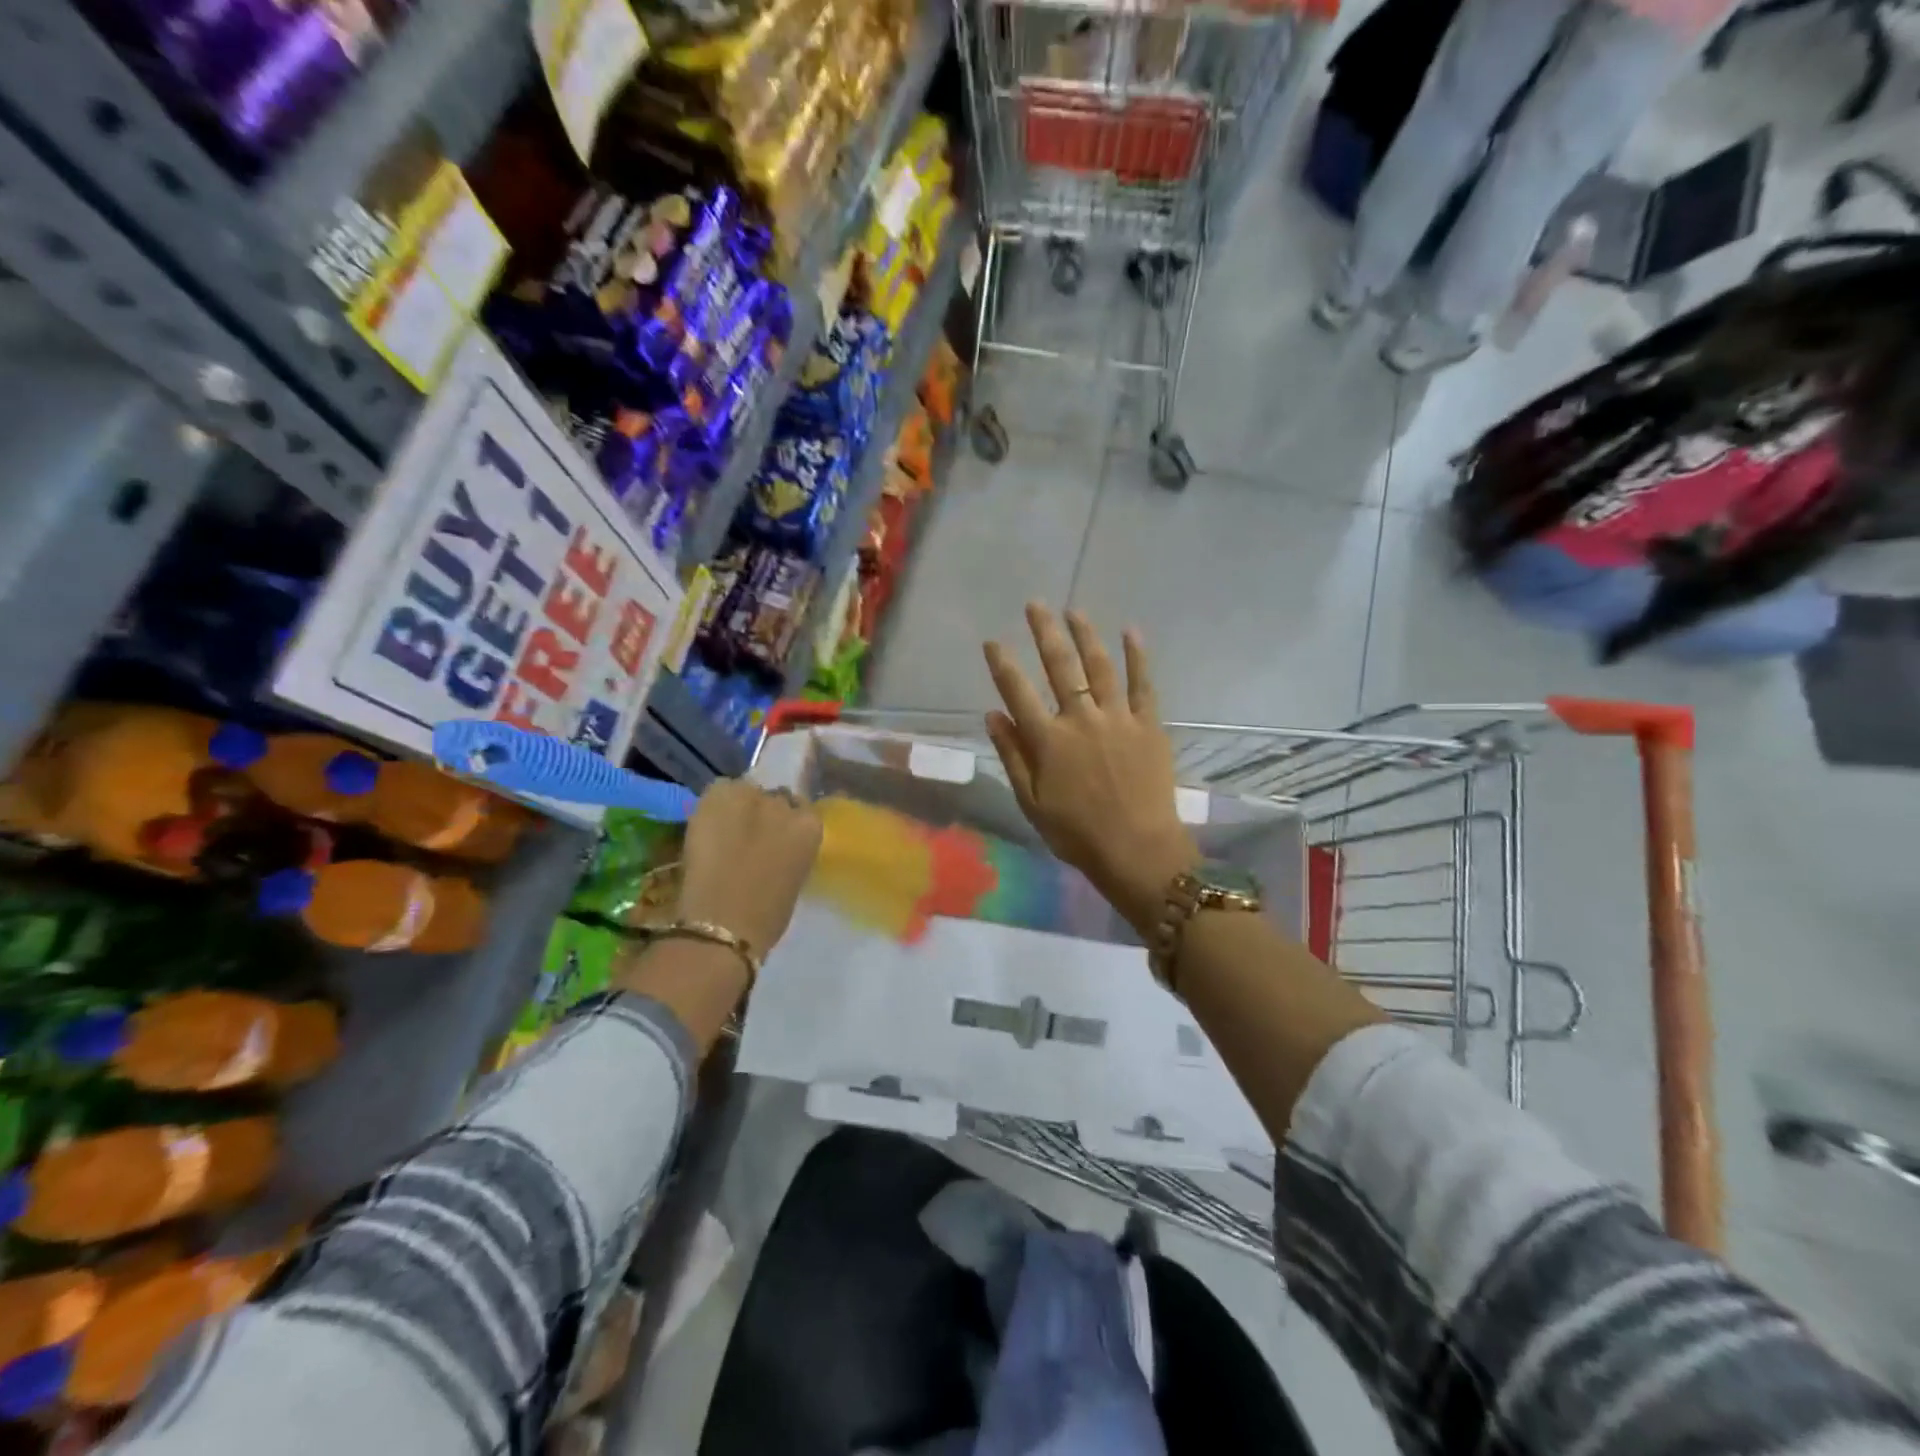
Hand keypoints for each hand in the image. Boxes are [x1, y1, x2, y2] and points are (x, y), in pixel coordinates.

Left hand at [675, 779, 822, 955]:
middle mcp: (785, 804)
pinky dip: (713, 803)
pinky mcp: (718, 795)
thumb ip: (790, 851)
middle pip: (774, 798)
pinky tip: (706, 825)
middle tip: (747, 837)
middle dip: (763, 813)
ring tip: (723, 829)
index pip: (801, 812)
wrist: (724, 923)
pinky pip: (719, 788)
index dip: (784, 825)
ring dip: (739, 806)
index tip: (773, 840)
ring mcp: (751, 796)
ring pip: (746, 790)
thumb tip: (777, 846)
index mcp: (810, 828)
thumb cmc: (766, 917)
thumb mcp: (793, 878)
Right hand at [984, 604, 1197, 935]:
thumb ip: (1012, 756)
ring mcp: (1118, 718)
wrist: (1138, 850)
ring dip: (1086, 635)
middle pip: (1060, 667)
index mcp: (1048, 741)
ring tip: (1074, 611)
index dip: (1003, 665)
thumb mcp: (1031, 802)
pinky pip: (1142, 684)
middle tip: (1036, 605)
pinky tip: (1130, 632)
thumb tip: (992, 715)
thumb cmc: (1077, 833)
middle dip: (1045, 633)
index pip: (1018, 693)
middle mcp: (1080, 719)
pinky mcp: (1149, 725)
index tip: (993, 641)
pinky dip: (1137, 657)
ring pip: (1099, 666)